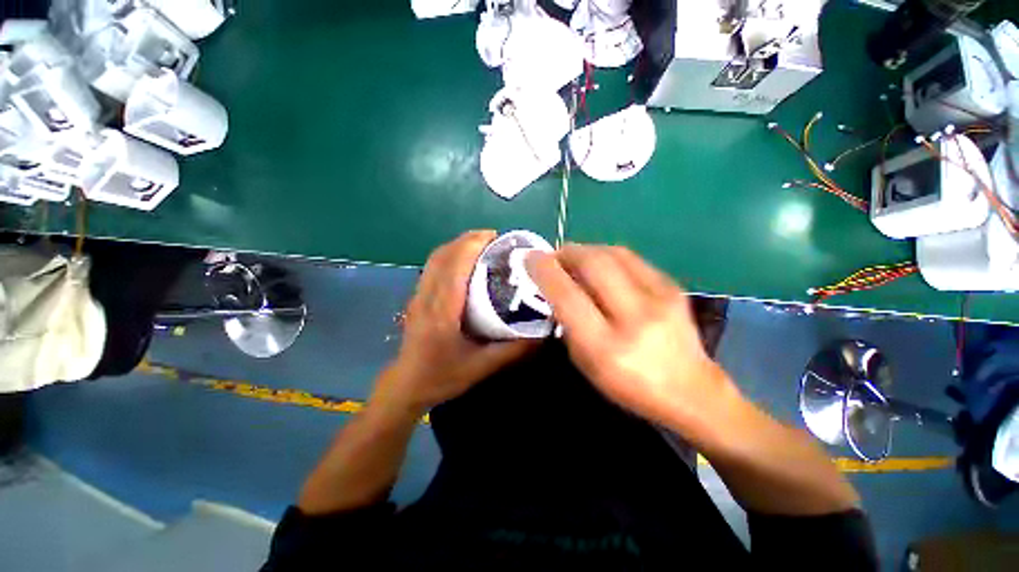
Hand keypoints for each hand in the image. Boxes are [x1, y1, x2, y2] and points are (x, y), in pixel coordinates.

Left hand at [374, 231, 534, 415]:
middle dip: (468, 240)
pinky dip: (449, 255)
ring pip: (435, 258)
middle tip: (495, 240)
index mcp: (442, 311)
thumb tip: (544, 333)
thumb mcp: (483, 367)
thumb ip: (514, 350)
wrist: (407, 385)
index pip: (455, 266)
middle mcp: (427, 296)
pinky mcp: (417, 297)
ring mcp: (418, 295)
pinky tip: (465, 262)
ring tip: (483, 246)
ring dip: (458, 245)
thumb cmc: (443, 376)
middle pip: (443, 255)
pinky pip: (432, 266)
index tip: (496, 238)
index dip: (473, 245)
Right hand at [527, 244, 736, 430]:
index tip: (530, 258)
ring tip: (574, 257)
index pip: (567, 295)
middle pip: (593, 263)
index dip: (545, 271)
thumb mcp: (585, 362)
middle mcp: (634, 317)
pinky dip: (607, 255)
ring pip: (613, 253)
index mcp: (606, 346)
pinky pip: (631, 258)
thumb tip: (558, 284)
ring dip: (586, 250)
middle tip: (553, 256)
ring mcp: (660, 297)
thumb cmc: (627, 384)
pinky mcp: (673, 286)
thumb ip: (568, 322)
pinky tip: (600, 264)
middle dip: (566, 252)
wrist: (690, 389)